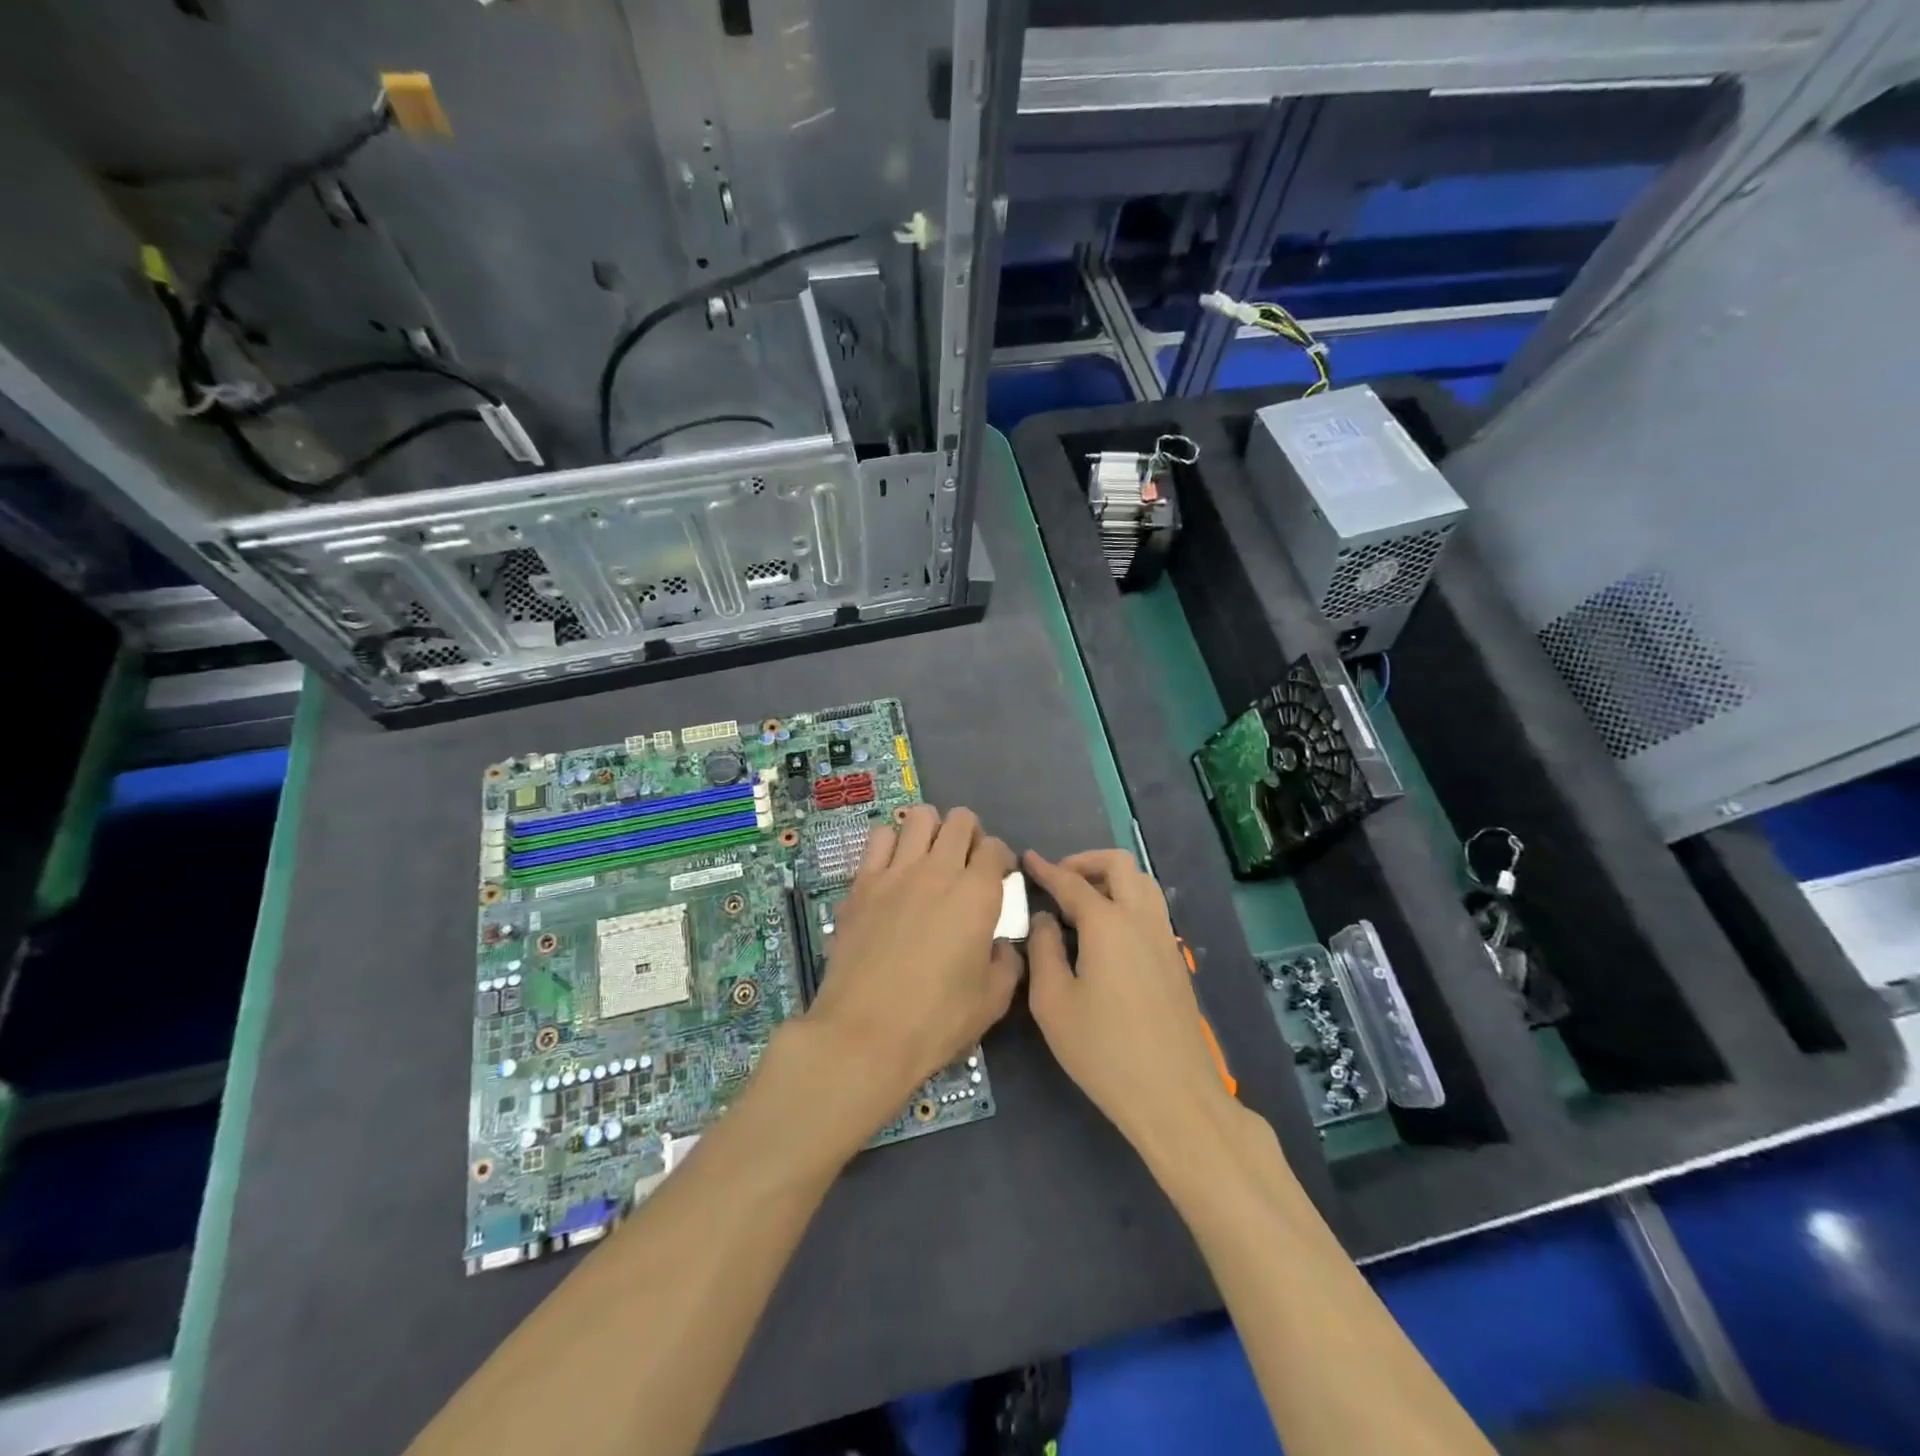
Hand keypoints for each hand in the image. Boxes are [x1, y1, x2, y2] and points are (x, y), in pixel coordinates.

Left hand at [798, 805, 1019, 1141]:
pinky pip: (879, 837)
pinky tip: (893, 867)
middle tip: (967, 864)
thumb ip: (1007, 962)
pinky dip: (892, 842)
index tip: (1000, 879)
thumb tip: (1002, 944)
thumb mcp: (993, 1000)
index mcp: (977, 894)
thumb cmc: (936, 1020)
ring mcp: (896, 871)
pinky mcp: (862, 882)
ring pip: (919, 816)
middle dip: (971, 834)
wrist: (864, 1033)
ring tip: (929, 857)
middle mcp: (939, 870)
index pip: (996, 848)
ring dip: (931, 830)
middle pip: (961, 820)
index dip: (1002, 860)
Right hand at [1024, 849, 1238, 1156]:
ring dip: (1111, 879)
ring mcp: (1164, 938)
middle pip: (1119, 865)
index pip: (1071, 882)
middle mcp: (1141, 919)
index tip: (1027, 858)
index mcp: (1108, 923)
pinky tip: (1106, 931)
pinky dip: (1127, 899)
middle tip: (1058, 879)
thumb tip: (1045, 918)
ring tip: (1082, 901)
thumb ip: (1043, 950)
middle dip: (1085, 862)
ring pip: (1142, 883)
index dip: (1046, 869)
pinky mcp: (1175, 959)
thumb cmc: (1103, 1050)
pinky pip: (1151, 908)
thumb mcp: (1053, 1002)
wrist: (1173, 1095)